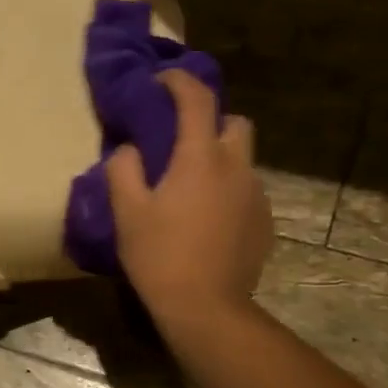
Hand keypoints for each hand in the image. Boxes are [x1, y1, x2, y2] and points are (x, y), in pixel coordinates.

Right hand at [106, 69, 272, 328]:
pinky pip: (246, 193)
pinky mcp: (264, 223)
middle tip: (181, 143)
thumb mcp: (126, 213)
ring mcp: (256, 196)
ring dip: (219, 161)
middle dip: (211, 122)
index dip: (179, 82)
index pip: (196, 100)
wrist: (205, 306)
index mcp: (200, 158)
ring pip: (241, 161)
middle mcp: (236, 167)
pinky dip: (227, 194)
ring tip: (191, 190)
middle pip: (234, 124)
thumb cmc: (159, 256)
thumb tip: (129, 149)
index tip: (161, 81)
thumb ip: (123, 170)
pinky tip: (206, 222)